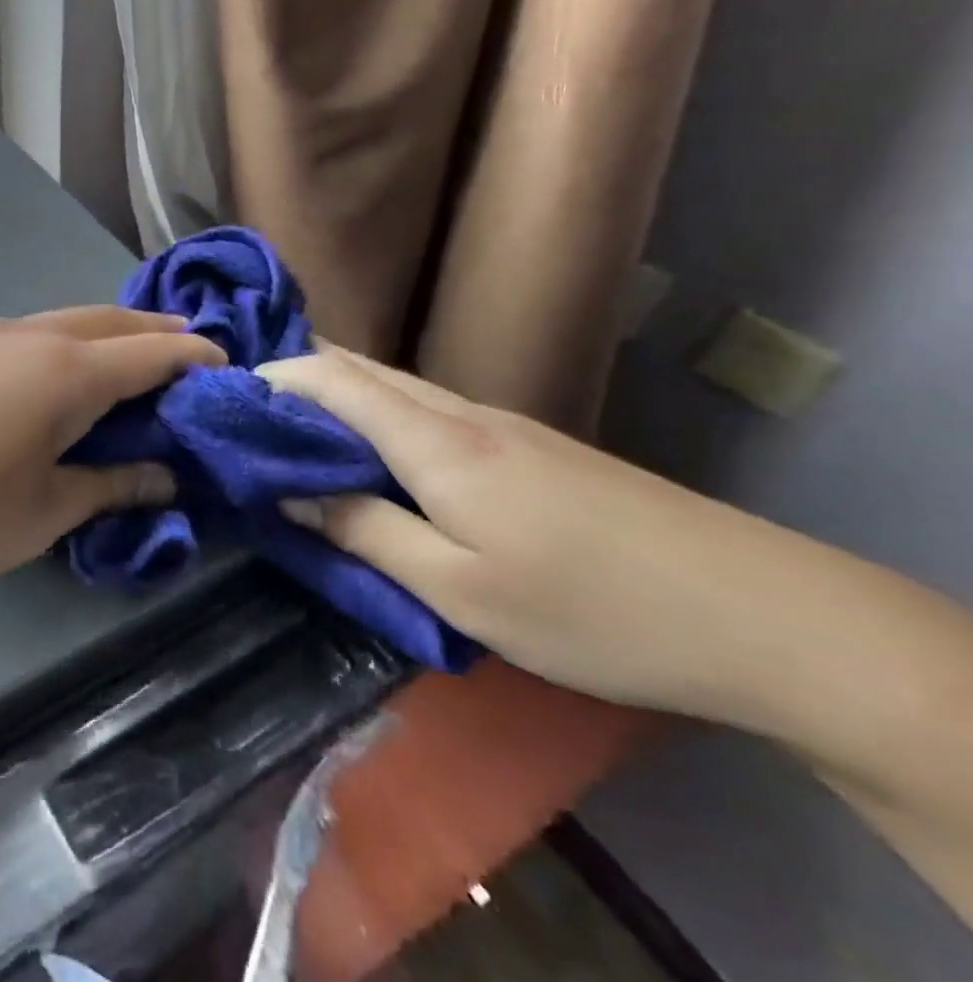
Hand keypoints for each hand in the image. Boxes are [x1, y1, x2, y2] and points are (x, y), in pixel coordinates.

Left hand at [0, 308, 224, 601]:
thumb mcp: (38, 517)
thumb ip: (107, 487)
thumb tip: (163, 475)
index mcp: (66, 371)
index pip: (155, 352)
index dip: (198, 359)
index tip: (230, 373)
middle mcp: (29, 336)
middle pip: (112, 321)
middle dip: (157, 335)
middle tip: (189, 360)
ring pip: (65, 323)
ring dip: (105, 338)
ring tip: (128, 370)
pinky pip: (25, 338)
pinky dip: (61, 349)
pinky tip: (50, 385)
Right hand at [257, 344, 829, 719]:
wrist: (760, 613)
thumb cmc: (590, 607)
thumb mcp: (457, 588)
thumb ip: (363, 532)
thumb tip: (287, 495)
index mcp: (435, 440)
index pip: (332, 380)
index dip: (272, 377)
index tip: (221, 397)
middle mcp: (460, 413)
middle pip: (359, 368)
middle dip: (294, 376)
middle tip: (242, 410)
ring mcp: (499, 424)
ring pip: (393, 386)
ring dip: (333, 396)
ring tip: (287, 430)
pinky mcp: (526, 446)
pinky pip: (424, 410)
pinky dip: (374, 415)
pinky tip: (367, 451)